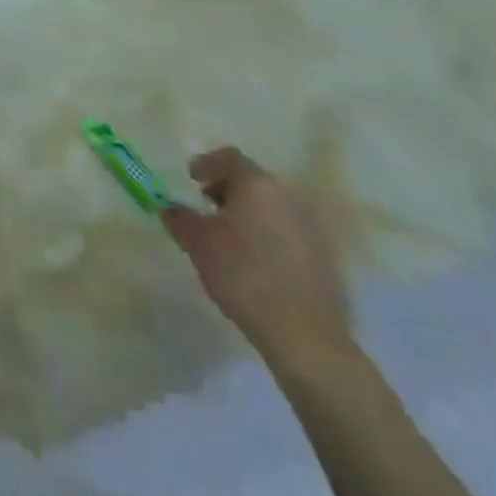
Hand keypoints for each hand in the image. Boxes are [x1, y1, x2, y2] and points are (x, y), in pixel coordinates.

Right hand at [162, 147, 350, 364]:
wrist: (304, 337)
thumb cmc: (243, 275)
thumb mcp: (198, 243)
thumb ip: (179, 217)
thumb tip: (170, 207)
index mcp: (257, 184)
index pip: (229, 158)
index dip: (206, 165)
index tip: (191, 181)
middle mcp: (287, 196)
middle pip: (252, 180)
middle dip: (227, 189)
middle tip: (207, 207)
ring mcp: (311, 227)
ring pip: (272, 206)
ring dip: (249, 213)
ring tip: (230, 237)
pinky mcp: (325, 257)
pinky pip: (288, 231)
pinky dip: (269, 234)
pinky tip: (256, 261)